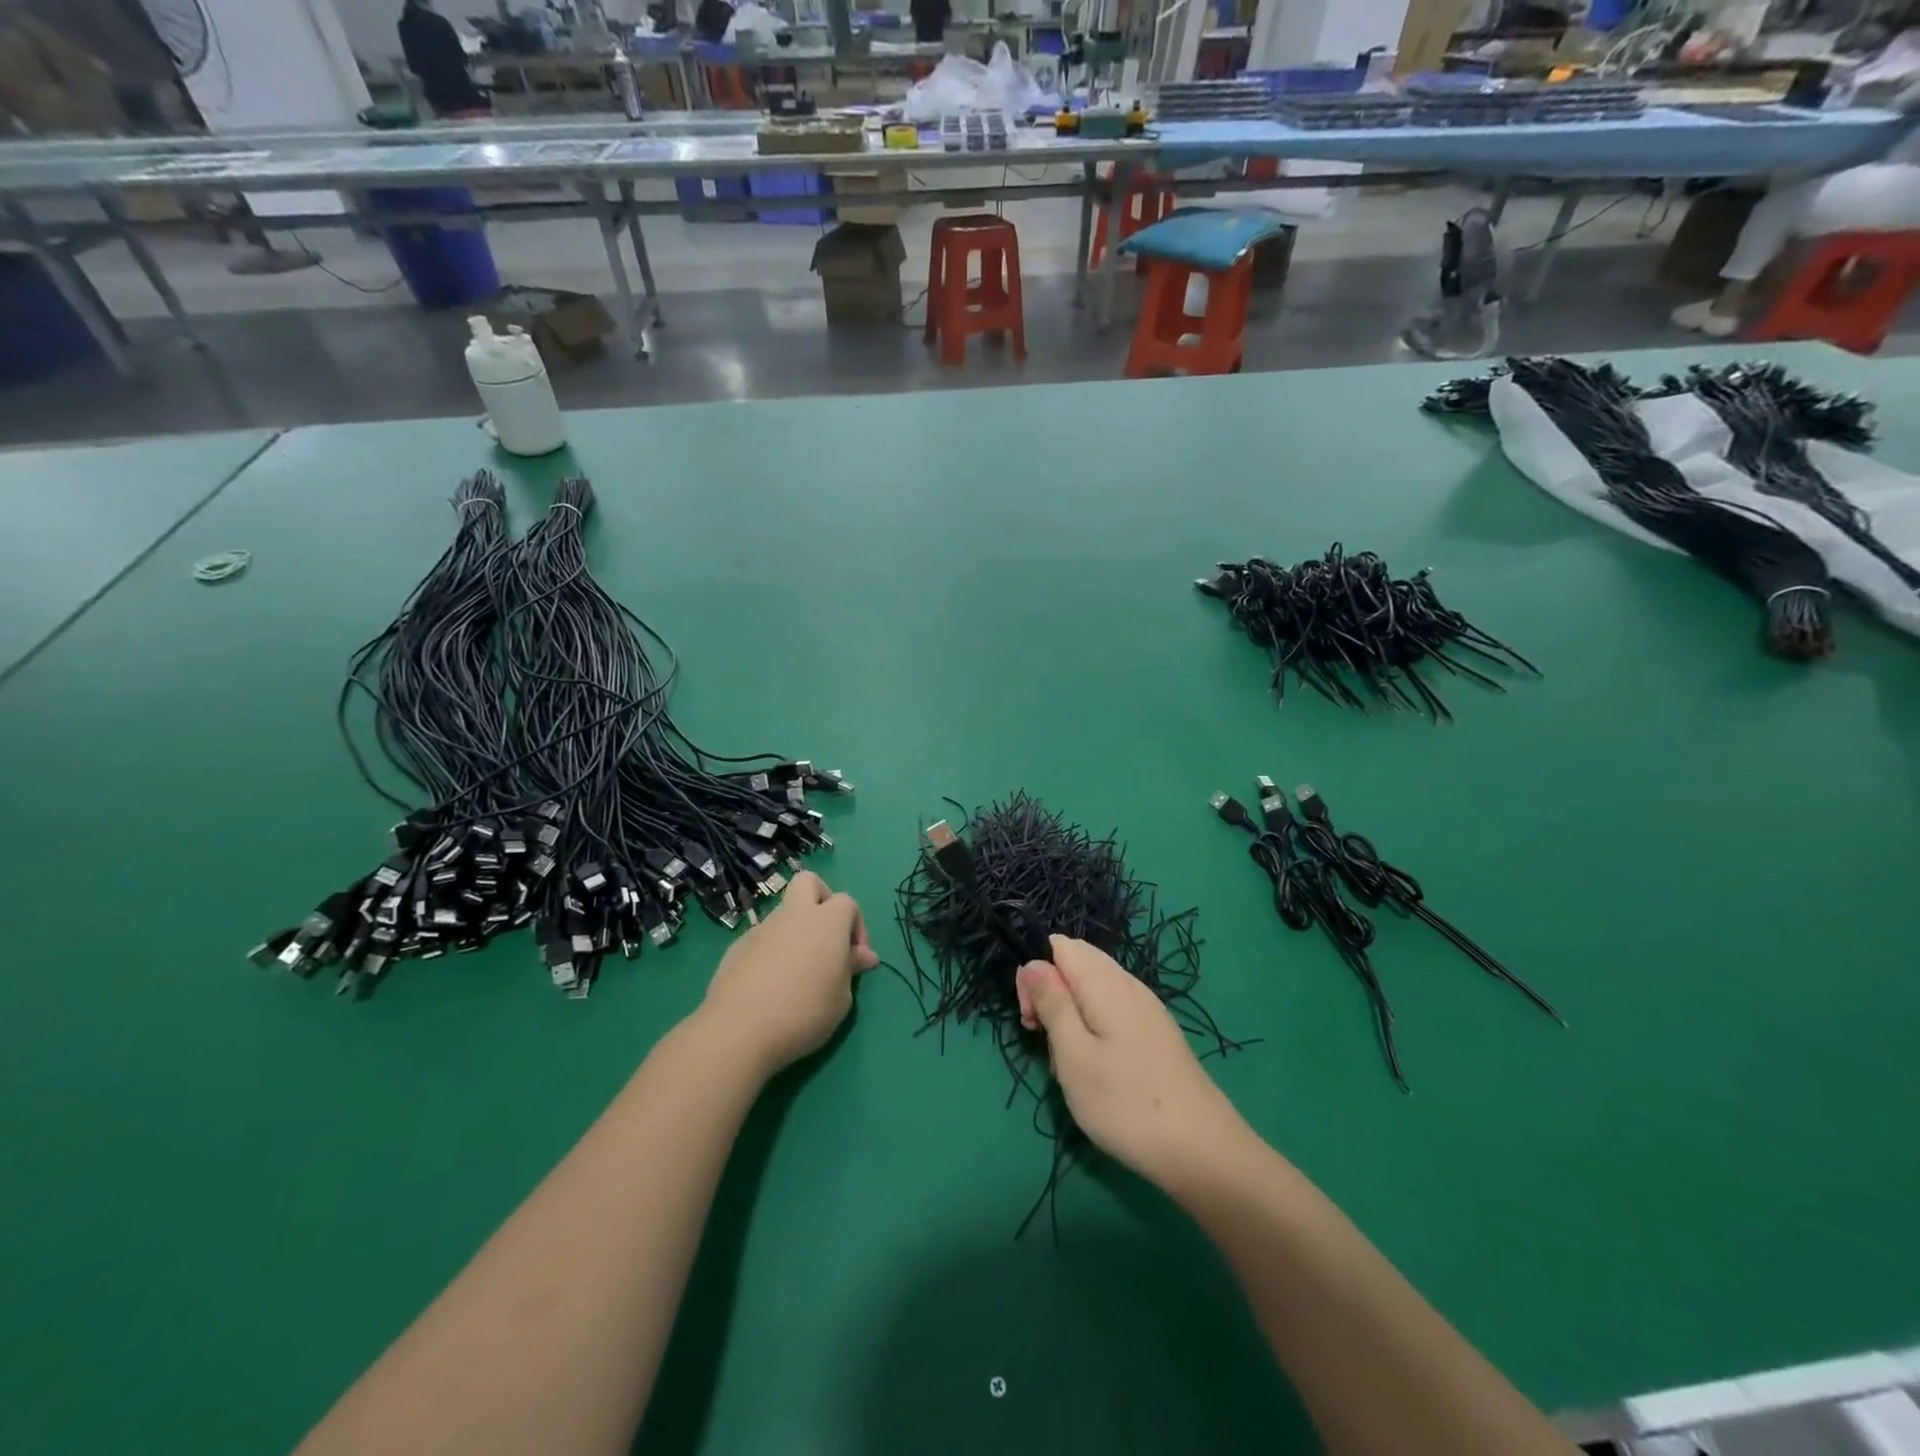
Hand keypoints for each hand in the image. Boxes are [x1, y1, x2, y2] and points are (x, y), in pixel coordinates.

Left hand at [698, 870, 879, 1077]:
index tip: (855, 959)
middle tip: (825, 937)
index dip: (856, 927)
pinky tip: (770, 985)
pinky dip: (771, 951)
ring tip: (797, 972)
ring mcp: (762, 928)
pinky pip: (762, 939)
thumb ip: (851, 969)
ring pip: (783, 913)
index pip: (848, 903)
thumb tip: (862, 956)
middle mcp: (794, 914)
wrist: (739, 1030)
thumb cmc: (804, 1012)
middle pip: (808, 882)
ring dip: (795, 931)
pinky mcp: (737, 947)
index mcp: (827, 921)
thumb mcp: (841, 998)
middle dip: (821, 899)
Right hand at [1016, 936, 1248, 1193]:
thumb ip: (1051, 1002)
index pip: (1060, 946)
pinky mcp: (1157, 1034)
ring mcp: (1148, 1009)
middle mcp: (1129, 984)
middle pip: (1078, 965)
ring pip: (1094, 992)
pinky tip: (1099, 1072)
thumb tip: (1033, 962)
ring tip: (1071, 1065)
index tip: (1031, 1021)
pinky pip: (1114, 1013)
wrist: (1203, 1151)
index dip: (1036, 976)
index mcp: (1105, 981)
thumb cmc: (1125, 1103)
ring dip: (1072, 1018)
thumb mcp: (1073, 1054)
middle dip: (1052, 995)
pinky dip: (1096, 1032)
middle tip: (1046, 1043)